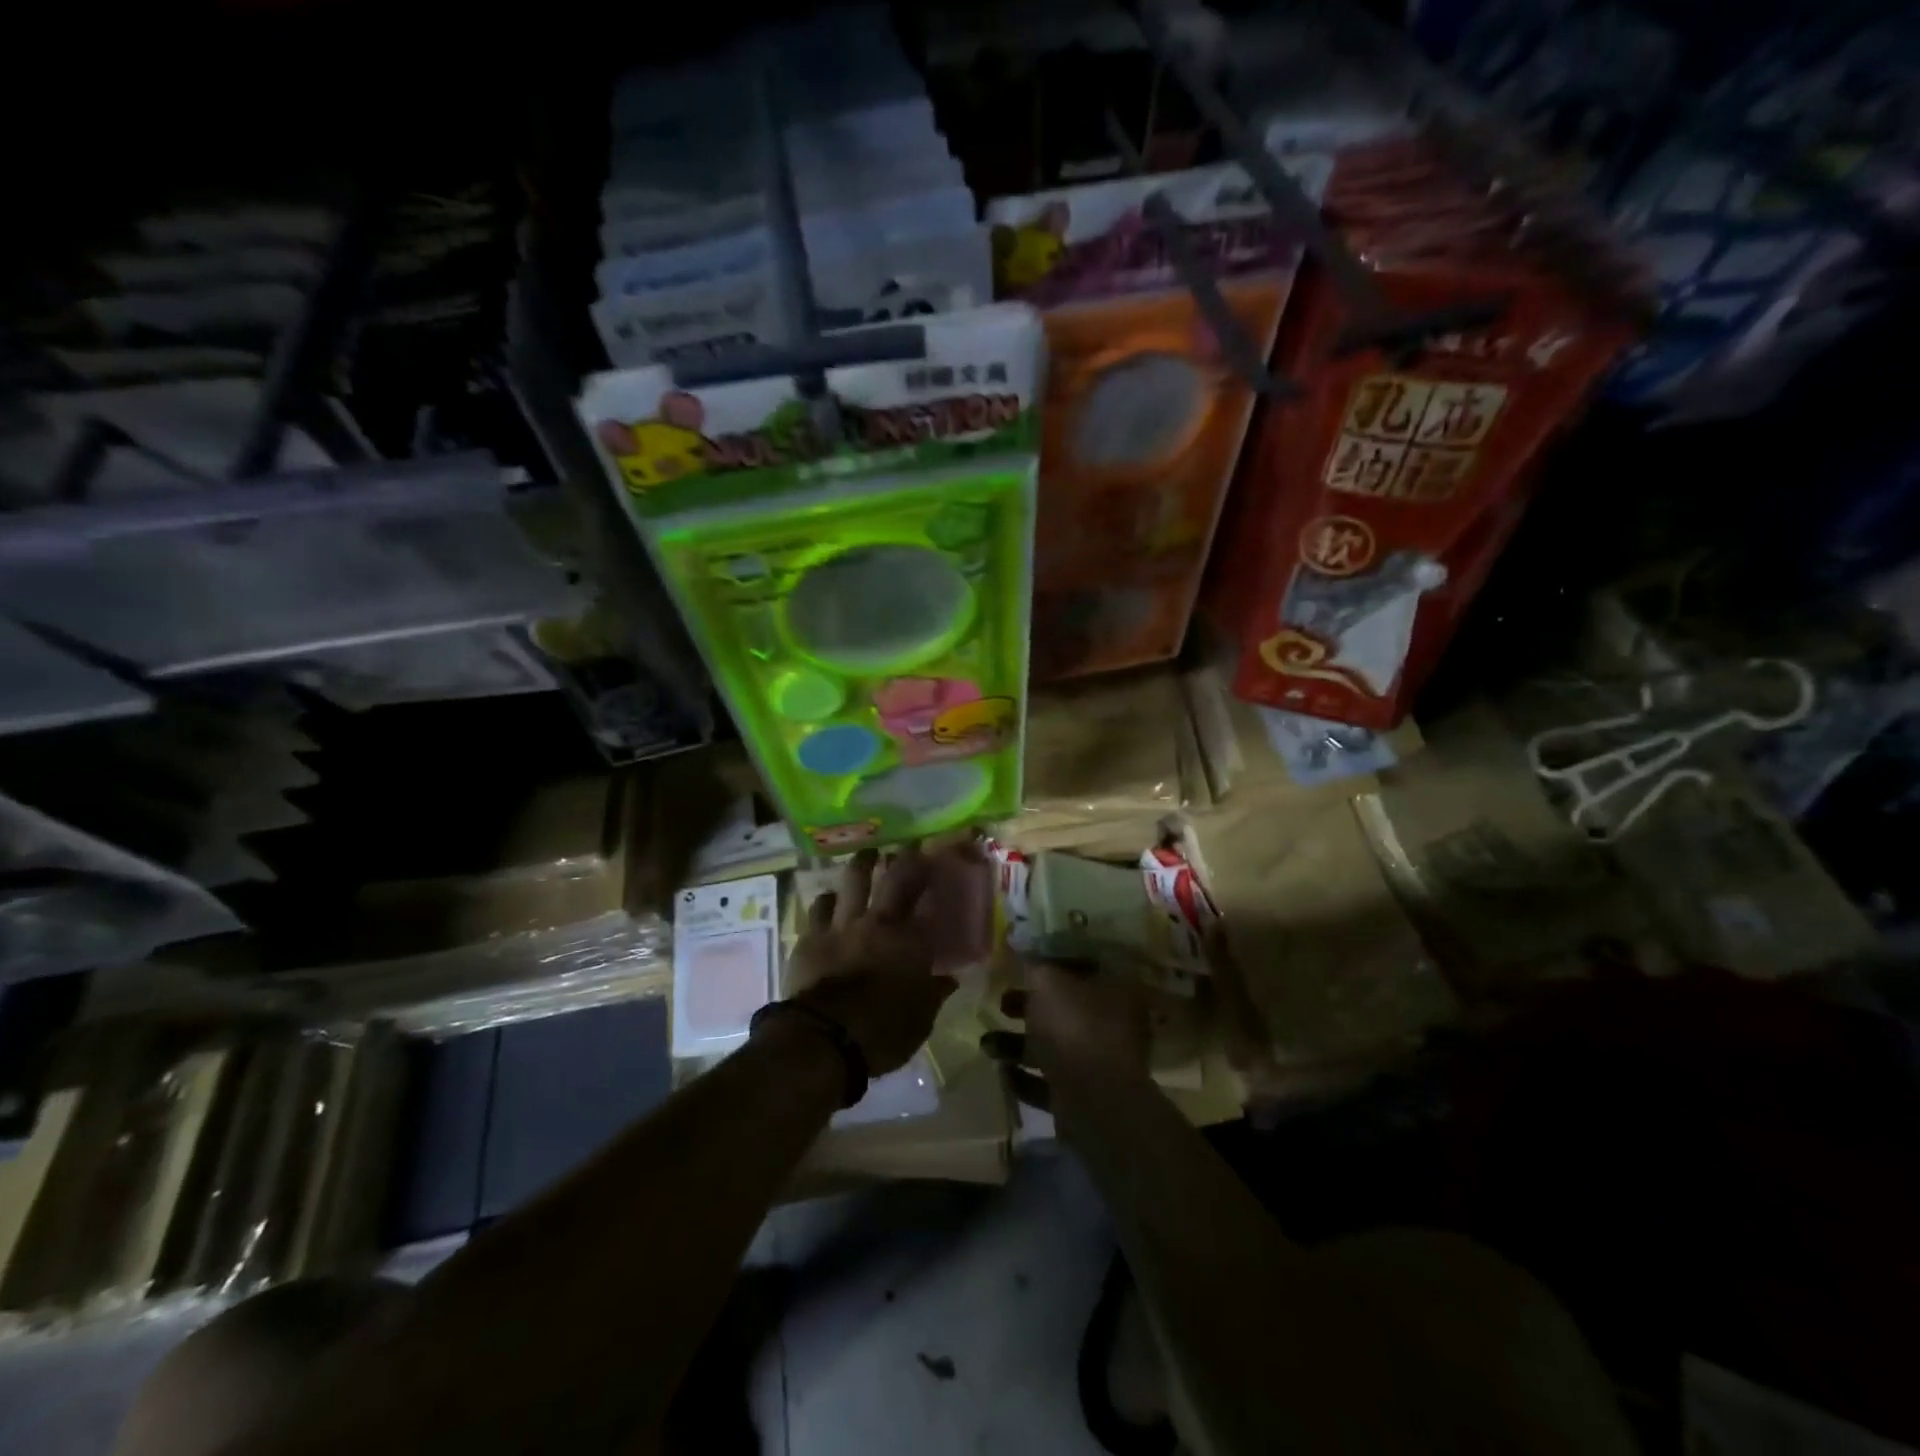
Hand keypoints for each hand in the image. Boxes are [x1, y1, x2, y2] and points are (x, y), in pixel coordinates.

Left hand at [783, 845, 957, 1075]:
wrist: (823, 1039)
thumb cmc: (882, 1034)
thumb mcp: (920, 1021)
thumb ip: (934, 994)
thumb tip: (948, 979)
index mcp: (912, 943)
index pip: (930, 901)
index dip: (936, 879)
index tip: (941, 864)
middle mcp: (881, 923)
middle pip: (895, 878)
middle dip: (905, 858)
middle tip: (908, 845)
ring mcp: (843, 925)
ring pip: (854, 880)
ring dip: (862, 864)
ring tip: (867, 855)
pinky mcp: (812, 935)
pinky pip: (821, 905)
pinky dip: (829, 898)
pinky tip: (830, 896)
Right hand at [983, 957, 1151, 1114]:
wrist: (1093, 1102)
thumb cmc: (1075, 1027)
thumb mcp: (1048, 982)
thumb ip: (1033, 964)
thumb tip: (1019, 945)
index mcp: (1115, 989)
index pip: (1083, 965)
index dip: (1052, 960)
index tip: (1022, 960)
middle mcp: (1111, 1024)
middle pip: (1064, 1007)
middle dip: (1028, 1005)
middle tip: (1000, 1001)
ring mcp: (1098, 1063)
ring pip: (1053, 1046)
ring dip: (1018, 1044)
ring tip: (986, 1043)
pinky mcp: (1082, 1096)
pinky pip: (1048, 1082)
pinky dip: (1024, 1077)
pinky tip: (1002, 1071)